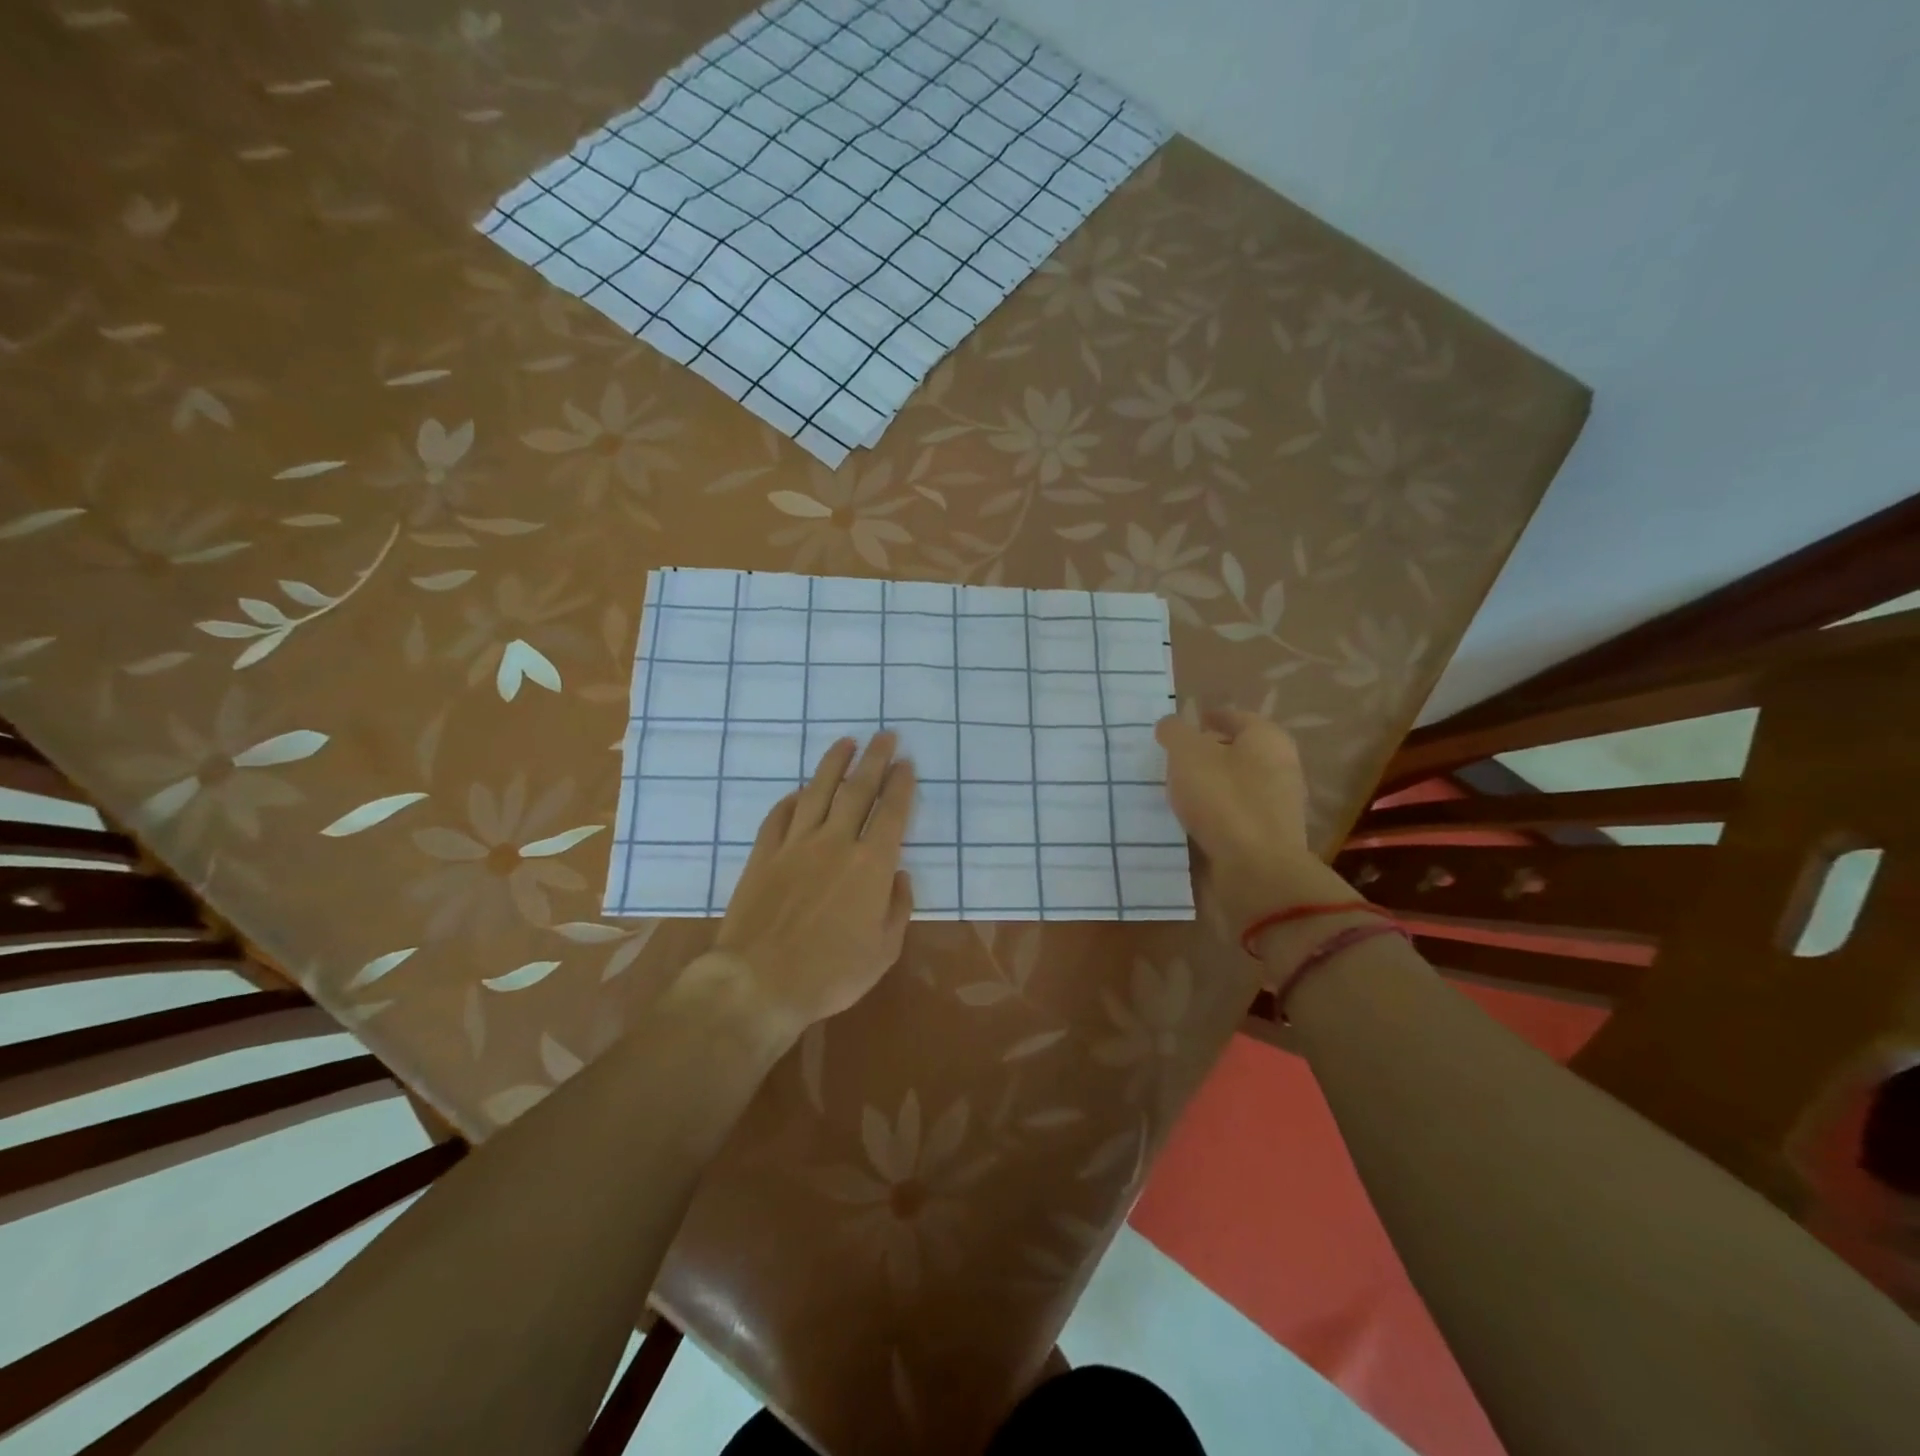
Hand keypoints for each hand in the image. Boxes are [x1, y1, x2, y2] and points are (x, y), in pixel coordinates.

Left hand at [713, 733, 915, 1033]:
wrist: (758, 983)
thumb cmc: (830, 974)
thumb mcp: (884, 951)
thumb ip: (898, 908)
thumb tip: (900, 875)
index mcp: (871, 865)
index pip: (892, 812)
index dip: (901, 784)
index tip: (906, 762)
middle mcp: (835, 843)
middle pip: (858, 790)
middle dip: (875, 759)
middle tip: (885, 736)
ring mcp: (795, 845)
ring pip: (818, 792)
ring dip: (834, 764)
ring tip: (846, 743)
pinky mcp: (764, 854)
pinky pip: (780, 815)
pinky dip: (793, 798)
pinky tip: (801, 790)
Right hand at [1155, 710, 1345, 933]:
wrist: (1256, 870)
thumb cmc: (1223, 800)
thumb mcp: (1187, 754)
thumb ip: (1175, 733)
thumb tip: (1171, 725)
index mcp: (1267, 738)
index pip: (1235, 717)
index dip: (1209, 718)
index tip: (1183, 726)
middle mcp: (1281, 767)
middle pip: (1239, 751)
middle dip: (1209, 752)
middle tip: (1175, 758)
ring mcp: (1278, 805)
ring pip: (1238, 784)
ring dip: (1211, 785)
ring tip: (1178, 790)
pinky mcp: (1269, 837)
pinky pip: (1237, 815)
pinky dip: (1217, 813)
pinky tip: (1193, 820)